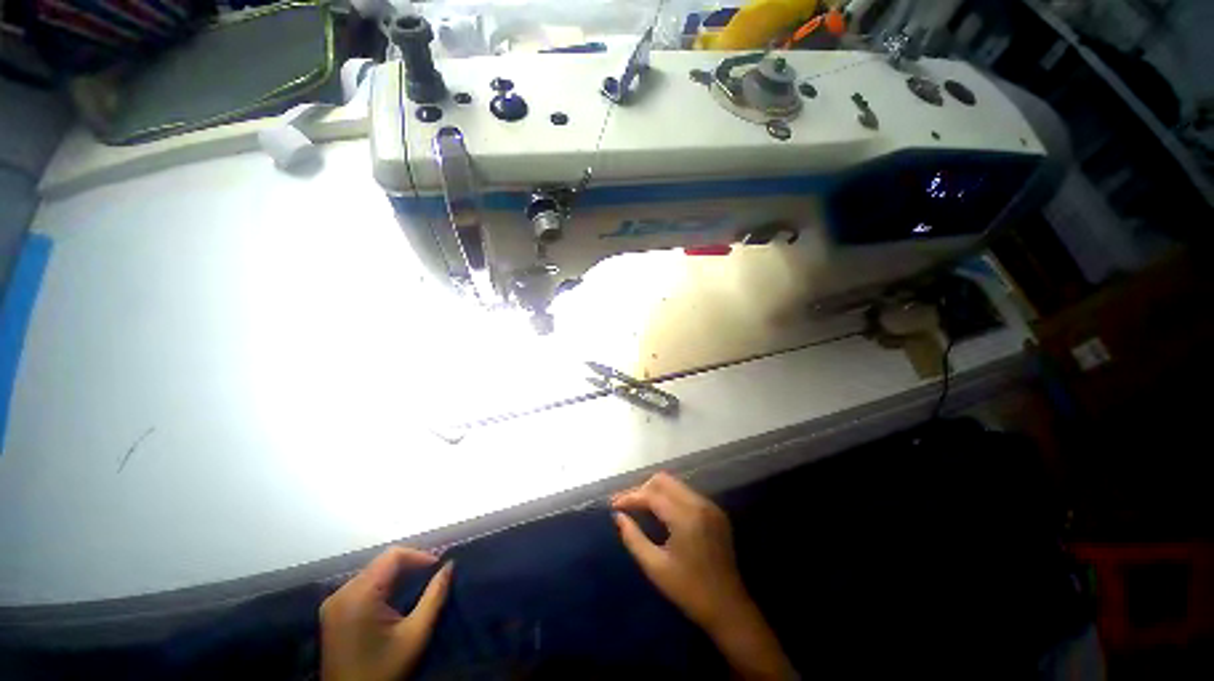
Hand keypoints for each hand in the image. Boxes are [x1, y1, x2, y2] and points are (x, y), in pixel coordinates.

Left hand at [320, 547, 452, 680]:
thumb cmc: (384, 670)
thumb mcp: (416, 634)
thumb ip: (434, 596)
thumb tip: (449, 565)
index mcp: (359, 595)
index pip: (393, 555)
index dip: (419, 555)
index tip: (438, 567)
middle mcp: (341, 593)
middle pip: (381, 562)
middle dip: (408, 565)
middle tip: (431, 576)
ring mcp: (333, 603)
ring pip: (371, 572)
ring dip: (395, 575)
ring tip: (417, 586)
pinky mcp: (332, 613)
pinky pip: (361, 586)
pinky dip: (381, 586)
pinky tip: (394, 600)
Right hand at [613, 472, 794, 680]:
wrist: (729, 609)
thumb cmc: (690, 591)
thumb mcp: (655, 567)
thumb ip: (633, 538)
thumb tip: (618, 516)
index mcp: (686, 517)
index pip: (652, 495)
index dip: (630, 497)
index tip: (613, 505)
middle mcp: (699, 504)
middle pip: (664, 480)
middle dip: (642, 489)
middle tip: (626, 505)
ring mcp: (710, 506)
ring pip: (675, 484)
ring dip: (655, 491)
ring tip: (638, 506)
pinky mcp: (715, 512)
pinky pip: (686, 494)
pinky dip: (669, 497)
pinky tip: (659, 512)